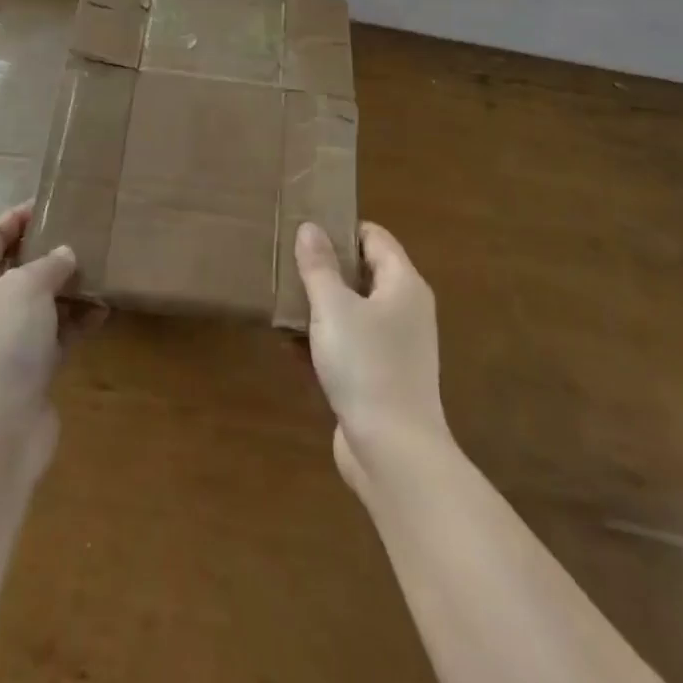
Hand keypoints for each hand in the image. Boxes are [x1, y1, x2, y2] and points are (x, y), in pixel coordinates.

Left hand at [0, 203, 79, 473]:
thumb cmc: (2, 344)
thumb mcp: (26, 287)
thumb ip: (49, 263)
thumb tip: (65, 255)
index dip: (18, 216)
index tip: (53, 202)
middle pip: (17, 267)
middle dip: (50, 250)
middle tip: (85, 231)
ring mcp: (7, 340)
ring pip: (41, 301)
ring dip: (70, 286)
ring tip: (103, 267)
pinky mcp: (30, 368)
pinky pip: (57, 333)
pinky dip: (78, 321)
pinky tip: (105, 310)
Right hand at [295, 221, 447, 489]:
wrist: (394, 455)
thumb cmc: (367, 367)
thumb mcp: (334, 308)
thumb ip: (319, 266)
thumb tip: (310, 227)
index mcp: (403, 285)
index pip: (374, 237)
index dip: (341, 228)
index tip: (305, 226)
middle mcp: (404, 310)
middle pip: (362, 273)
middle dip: (324, 268)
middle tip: (286, 260)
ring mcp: (394, 347)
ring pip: (352, 311)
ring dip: (319, 306)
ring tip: (279, 299)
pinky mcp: (380, 379)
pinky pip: (348, 346)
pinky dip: (323, 341)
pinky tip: (288, 344)